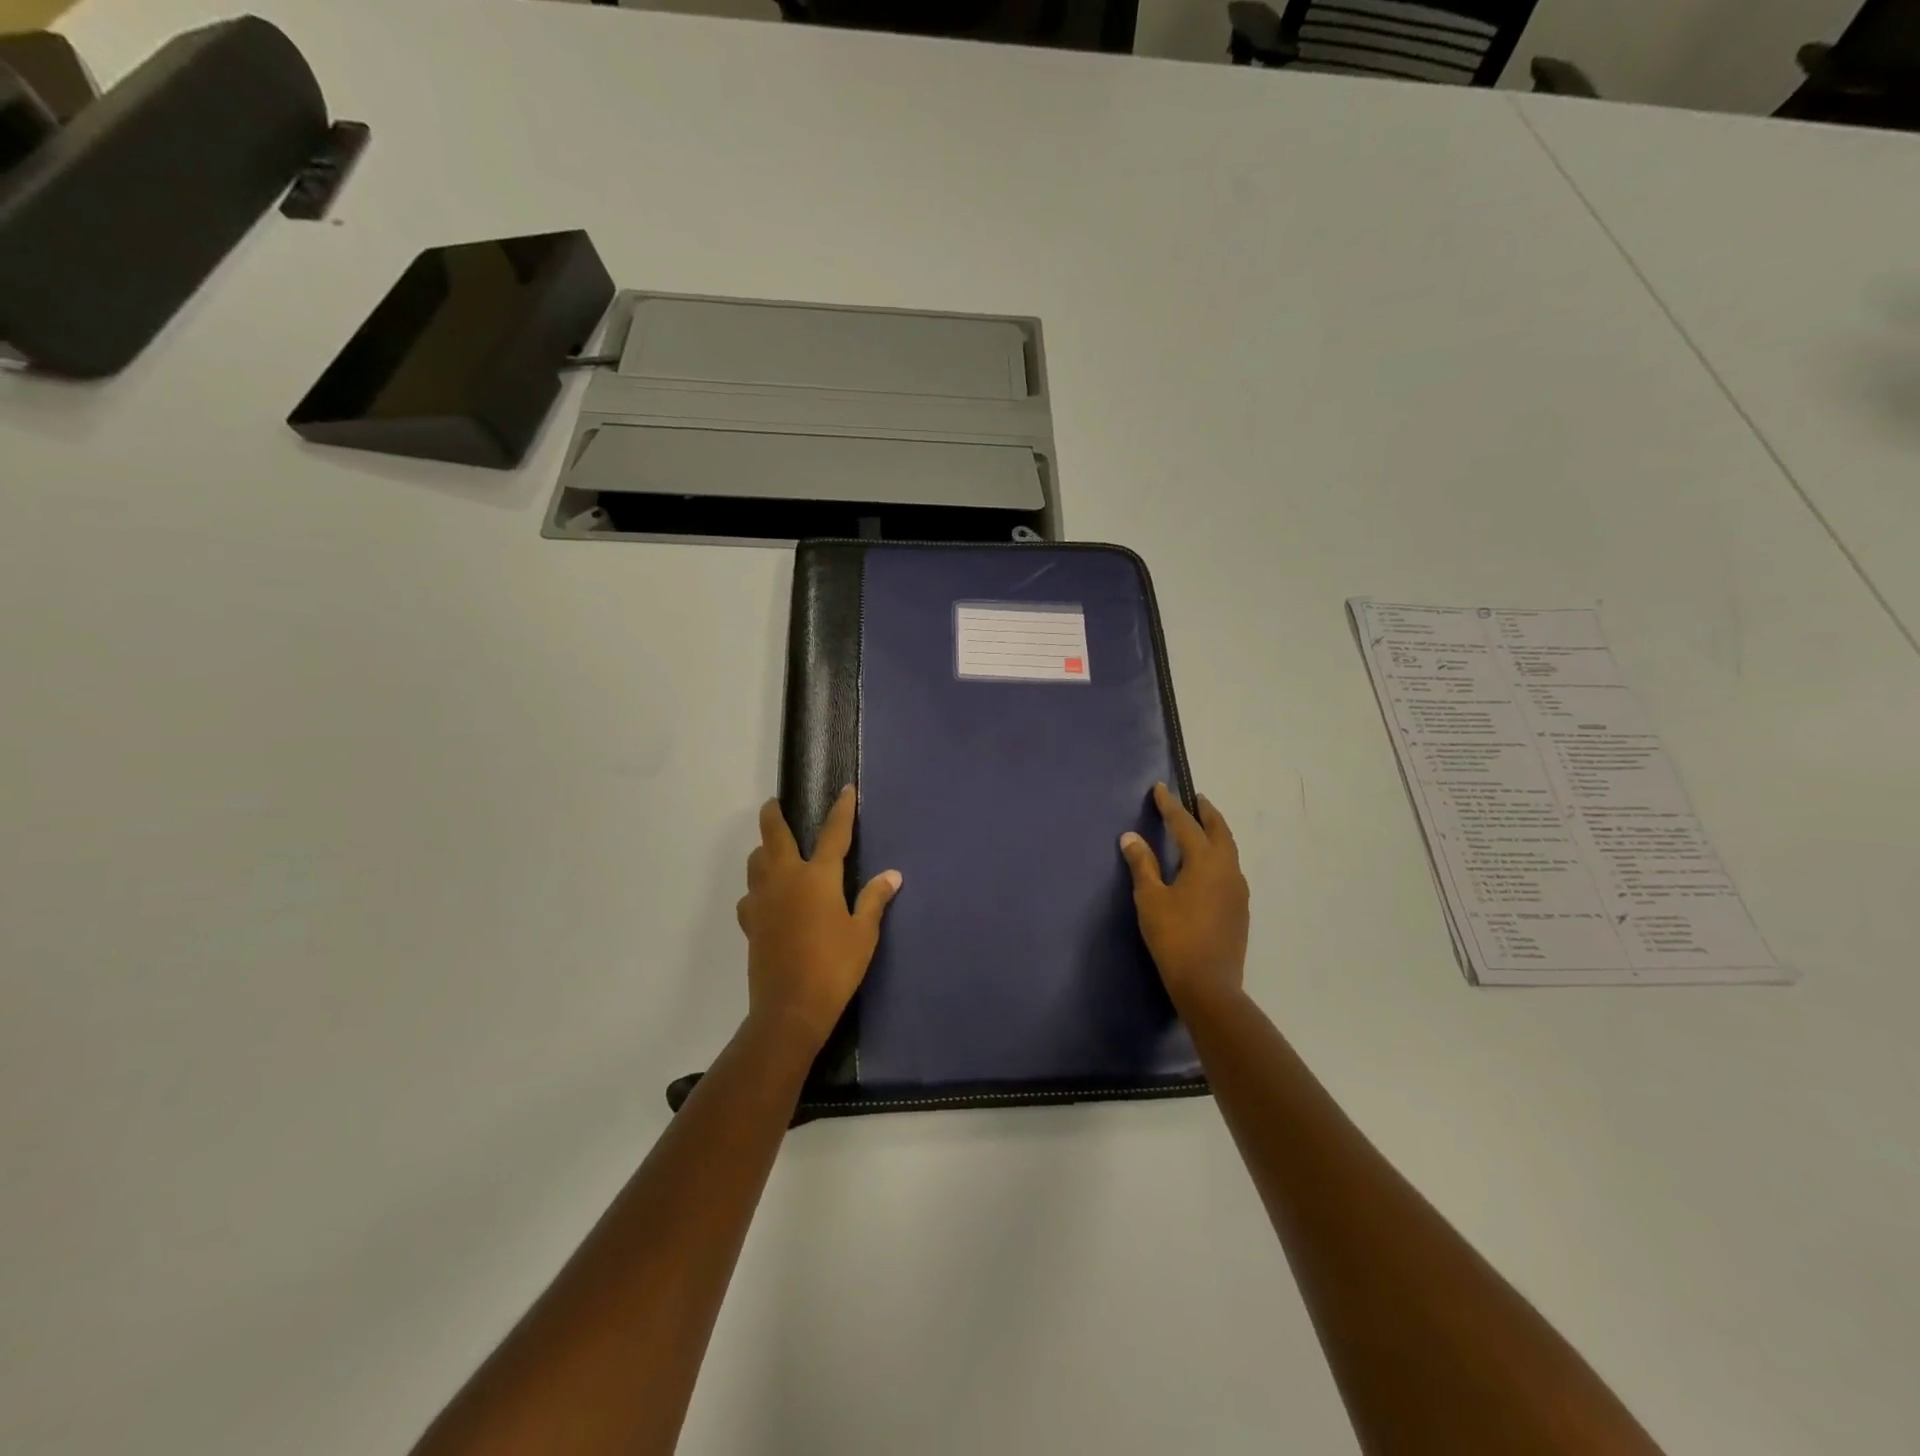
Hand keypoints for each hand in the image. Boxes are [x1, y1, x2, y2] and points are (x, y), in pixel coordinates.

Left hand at [737, 787, 902, 1051]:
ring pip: (756, 861)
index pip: (833, 833)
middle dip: (774, 815)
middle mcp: (786, 879)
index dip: (841, 810)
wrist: (790, 1008)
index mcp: (818, 877)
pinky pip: (750, 894)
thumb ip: (874, 899)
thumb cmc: (834, 966)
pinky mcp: (751, 923)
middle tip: (775, 805)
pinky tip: (766, 898)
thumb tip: (892, 875)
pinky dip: (757, 888)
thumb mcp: (863, 933)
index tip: (845, 790)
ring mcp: (763, 900)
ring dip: (764, 849)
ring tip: (774, 850)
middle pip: (774, 835)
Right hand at [1120, 783, 1248, 1010]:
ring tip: (1202, 829)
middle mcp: (1228, 870)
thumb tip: (1131, 837)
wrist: (1208, 985)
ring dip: (1216, 834)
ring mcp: (1238, 891)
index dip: (1171, 806)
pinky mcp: (1239, 910)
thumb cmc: (1174, 937)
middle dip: (1206, 813)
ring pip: (1229, 851)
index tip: (1160, 789)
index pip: (1186, 825)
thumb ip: (1142, 865)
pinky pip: (1230, 870)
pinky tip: (1207, 868)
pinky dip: (1219, 856)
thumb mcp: (1150, 899)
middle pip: (1220, 832)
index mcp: (1206, 862)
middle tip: (1196, 799)